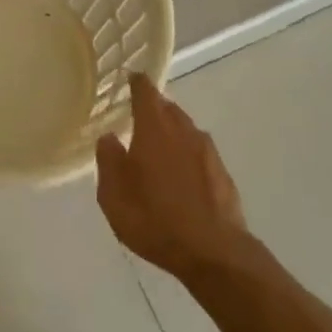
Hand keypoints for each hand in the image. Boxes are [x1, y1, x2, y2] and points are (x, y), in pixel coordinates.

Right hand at [97, 74, 255, 281]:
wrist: (213, 252)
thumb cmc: (155, 219)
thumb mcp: (114, 195)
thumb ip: (108, 161)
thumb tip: (109, 138)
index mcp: (155, 129)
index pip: (146, 92)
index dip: (137, 83)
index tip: (129, 79)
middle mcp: (184, 131)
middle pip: (168, 108)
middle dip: (153, 109)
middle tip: (136, 119)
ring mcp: (208, 152)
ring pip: (185, 130)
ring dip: (170, 133)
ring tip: (155, 150)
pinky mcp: (222, 173)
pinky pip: (198, 153)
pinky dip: (186, 156)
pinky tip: (178, 177)